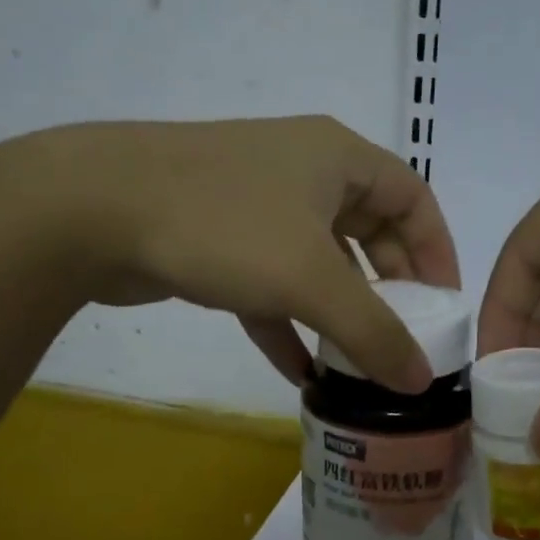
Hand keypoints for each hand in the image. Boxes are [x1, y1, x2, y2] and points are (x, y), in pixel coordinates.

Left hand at [42, 116, 459, 392]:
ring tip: (360, 366)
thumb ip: (373, 331)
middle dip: (388, 290)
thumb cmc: (224, 224)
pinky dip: (287, 325)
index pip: (414, 198)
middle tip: (403, 341)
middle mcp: (303, 173)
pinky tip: (300, 373)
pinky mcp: (217, 240)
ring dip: (337, 314)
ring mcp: (256, 206)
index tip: (445, 308)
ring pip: (316, 263)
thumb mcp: (311, 279)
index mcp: (338, 159)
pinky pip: (269, 286)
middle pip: (367, 233)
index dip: (437, 252)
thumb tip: (420, 380)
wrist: (94, 208)